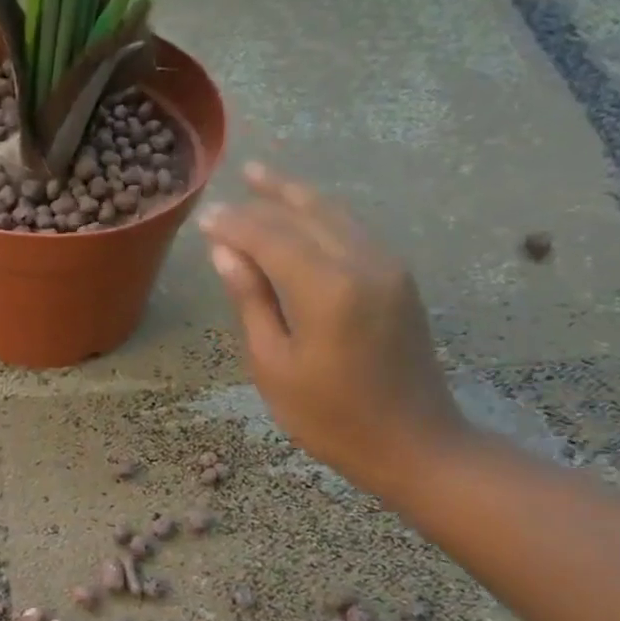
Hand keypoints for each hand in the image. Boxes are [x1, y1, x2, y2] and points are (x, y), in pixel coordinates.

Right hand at [198, 163, 469, 497]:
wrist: (415, 443)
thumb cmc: (330, 418)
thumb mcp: (274, 366)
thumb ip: (252, 302)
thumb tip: (226, 254)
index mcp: (327, 289)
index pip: (270, 237)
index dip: (235, 225)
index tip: (204, 217)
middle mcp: (362, 262)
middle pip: (304, 215)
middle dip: (263, 201)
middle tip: (229, 188)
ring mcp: (388, 266)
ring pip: (334, 215)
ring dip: (295, 196)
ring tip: (261, 177)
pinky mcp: (398, 278)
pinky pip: (352, 231)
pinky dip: (320, 216)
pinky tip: (302, 214)